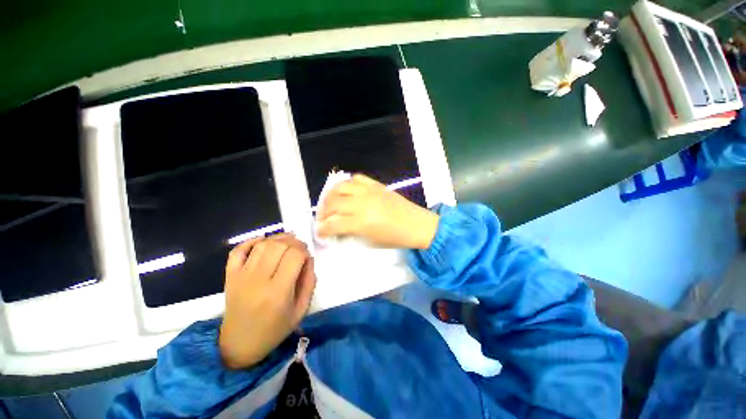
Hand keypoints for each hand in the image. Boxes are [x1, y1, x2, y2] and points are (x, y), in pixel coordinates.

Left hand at [219, 233, 315, 368]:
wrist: (239, 344)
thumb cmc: (274, 329)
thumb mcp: (301, 310)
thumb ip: (309, 282)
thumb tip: (308, 258)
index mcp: (278, 292)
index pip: (294, 256)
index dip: (304, 250)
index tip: (307, 256)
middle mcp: (258, 280)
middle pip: (279, 246)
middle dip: (294, 242)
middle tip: (300, 248)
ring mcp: (241, 276)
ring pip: (262, 245)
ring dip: (278, 238)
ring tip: (287, 242)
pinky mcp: (230, 276)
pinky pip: (238, 250)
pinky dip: (251, 241)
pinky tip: (263, 241)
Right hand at [317, 174, 438, 248]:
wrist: (417, 224)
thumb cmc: (395, 238)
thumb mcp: (370, 241)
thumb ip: (351, 233)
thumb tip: (337, 228)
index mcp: (360, 223)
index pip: (333, 224)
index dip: (322, 229)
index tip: (320, 232)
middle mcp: (361, 204)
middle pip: (332, 203)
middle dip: (323, 212)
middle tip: (323, 218)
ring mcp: (369, 191)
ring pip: (340, 187)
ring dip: (331, 195)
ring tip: (330, 203)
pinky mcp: (376, 185)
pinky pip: (356, 178)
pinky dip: (348, 184)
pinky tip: (347, 191)